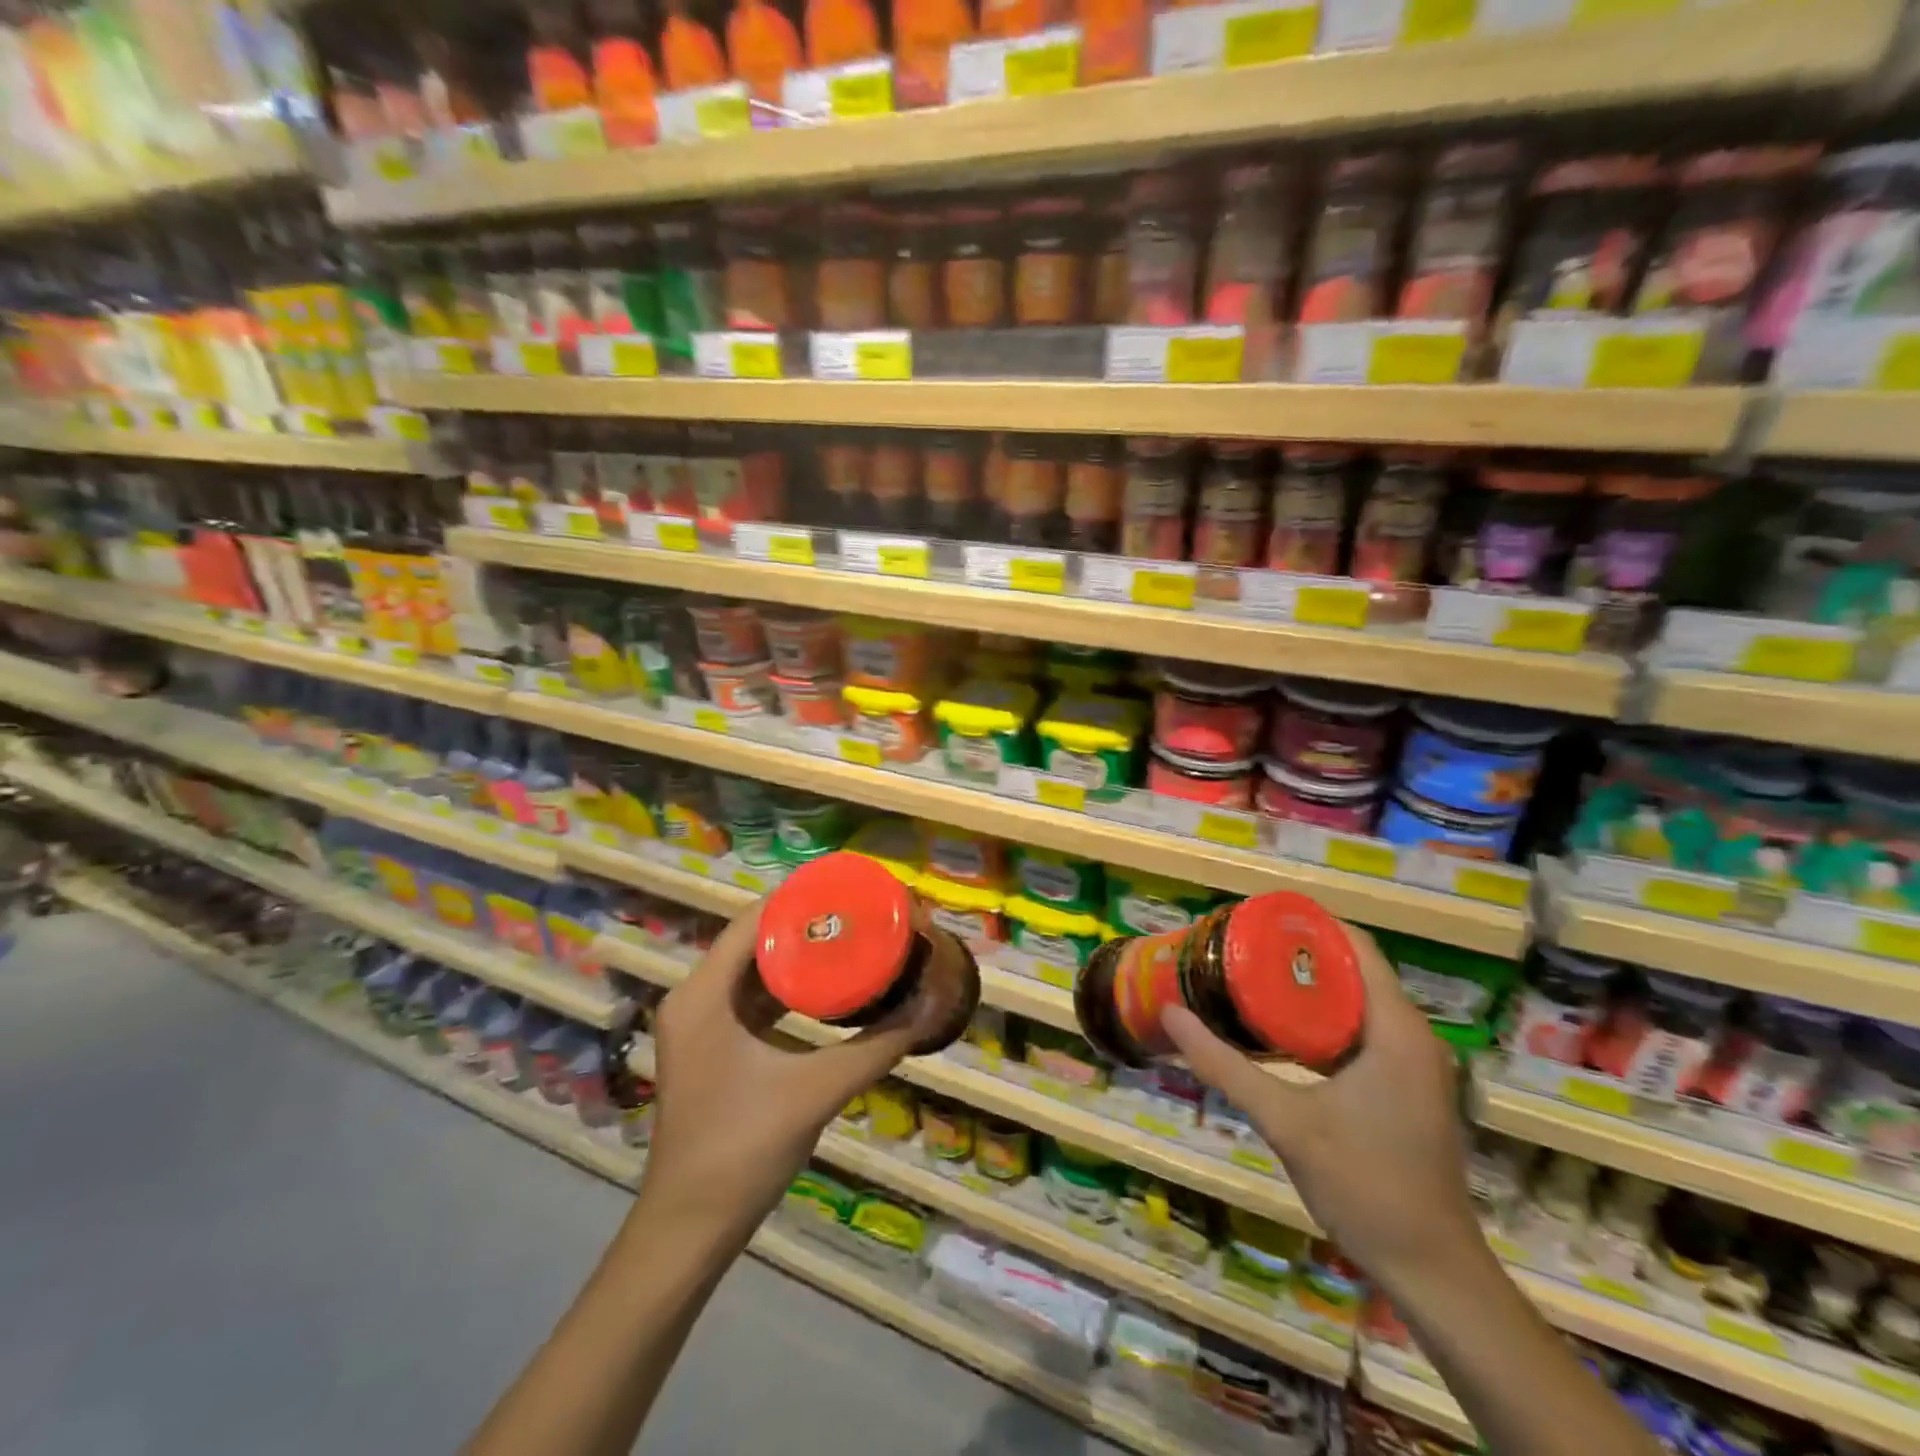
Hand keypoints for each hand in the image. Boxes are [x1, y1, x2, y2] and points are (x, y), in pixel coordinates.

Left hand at [639, 899, 945, 1240]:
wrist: (689, 1228)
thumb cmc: (743, 1148)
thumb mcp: (816, 1090)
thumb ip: (875, 1047)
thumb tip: (930, 1008)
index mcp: (703, 994)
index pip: (752, 921)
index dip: (799, 901)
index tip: (848, 892)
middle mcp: (695, 998)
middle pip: (753, 941)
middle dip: (806, 927)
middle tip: (858, 916)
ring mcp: (699, 1025)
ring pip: (752, 971)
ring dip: (797, 956)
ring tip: (850, 941)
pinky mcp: (711, 1048)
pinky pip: (751, 1000)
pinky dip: (786, 988)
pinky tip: (827, 988)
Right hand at [1163, 923, 1480, 1292]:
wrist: (1431, 1271)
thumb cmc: (1364, 1184)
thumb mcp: (1284, 1120)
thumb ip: (1224, 1065)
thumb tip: (1170, 1014)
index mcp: (1396, 1030)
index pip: (1356, 948)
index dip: (1307, 926)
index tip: (1255, 917)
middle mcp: (1412, 1037)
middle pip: (1354, 971)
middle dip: (1297, 955)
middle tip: (1240, 947)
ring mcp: (1413, 1065)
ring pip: (1357, 1004)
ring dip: (1308, 989)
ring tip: (1250, 977)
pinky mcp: (1405, 1089)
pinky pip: (1361, 1033)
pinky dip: (1321, 1021)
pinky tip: (1278, 1030)